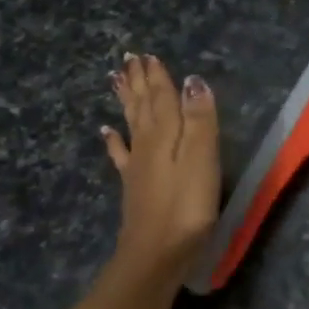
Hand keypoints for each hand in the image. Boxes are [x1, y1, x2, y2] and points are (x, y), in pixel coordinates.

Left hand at [105, 53, 219, 269]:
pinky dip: (114, 140)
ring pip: (130, 124)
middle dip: (139, 82)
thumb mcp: (202, 159)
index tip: (148, 54)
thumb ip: (199, 120)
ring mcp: (137, 166)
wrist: (156, 254)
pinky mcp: (134, 187)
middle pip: (142, 106)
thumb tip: (194, 81)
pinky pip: (121, 155)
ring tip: (116, 80)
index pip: (161, 98)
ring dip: (126, 101)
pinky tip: (106, 132)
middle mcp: (147, 144)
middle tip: (129, 59)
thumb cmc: (187, 207)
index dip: (158, 77)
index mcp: (165, 135)